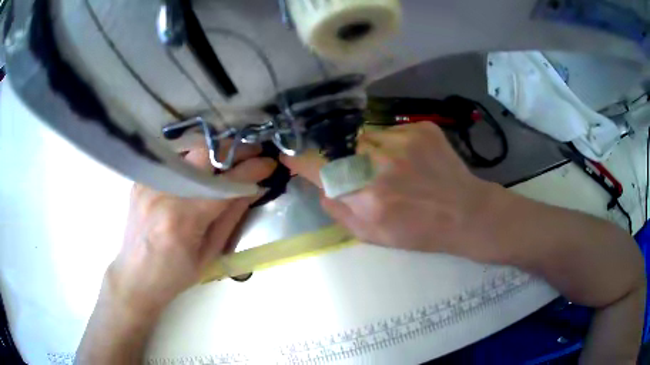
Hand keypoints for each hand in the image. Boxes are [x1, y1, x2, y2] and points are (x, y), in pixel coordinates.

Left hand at [106, 144, 275, 317]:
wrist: (136, 276)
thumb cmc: (176, 274)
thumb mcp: (210, 254)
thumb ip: (231, 217)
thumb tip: (253, 189)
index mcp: (184, 219)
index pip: (225, 185)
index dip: (251, 170)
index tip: (269, 163)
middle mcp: (163, 193)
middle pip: (203, 154)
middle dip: (234, 149)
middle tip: (252, 152)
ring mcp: (148, 183)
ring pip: (188, 151)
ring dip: (214, 152)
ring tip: (229, 159)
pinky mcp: (141, 180)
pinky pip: (171, 160)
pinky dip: (191, 161)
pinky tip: (200, 168)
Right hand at [282, 123, 506, 262]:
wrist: (465, 213)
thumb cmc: (419, 231)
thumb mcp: (372, 236)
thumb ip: (339, 211)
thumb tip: (320, 186)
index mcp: (366, 196)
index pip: (318, 166)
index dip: (300, 159)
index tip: (289, 154)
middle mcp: (381, 163)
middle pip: (340, 145)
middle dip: (340, 156)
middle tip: (359, 170)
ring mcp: (403, 140)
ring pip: (365, 135)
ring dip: (367, 148)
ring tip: (390, 167)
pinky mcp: (421, 128)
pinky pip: (390, 130)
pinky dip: (391, 143)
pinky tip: (409, 159)